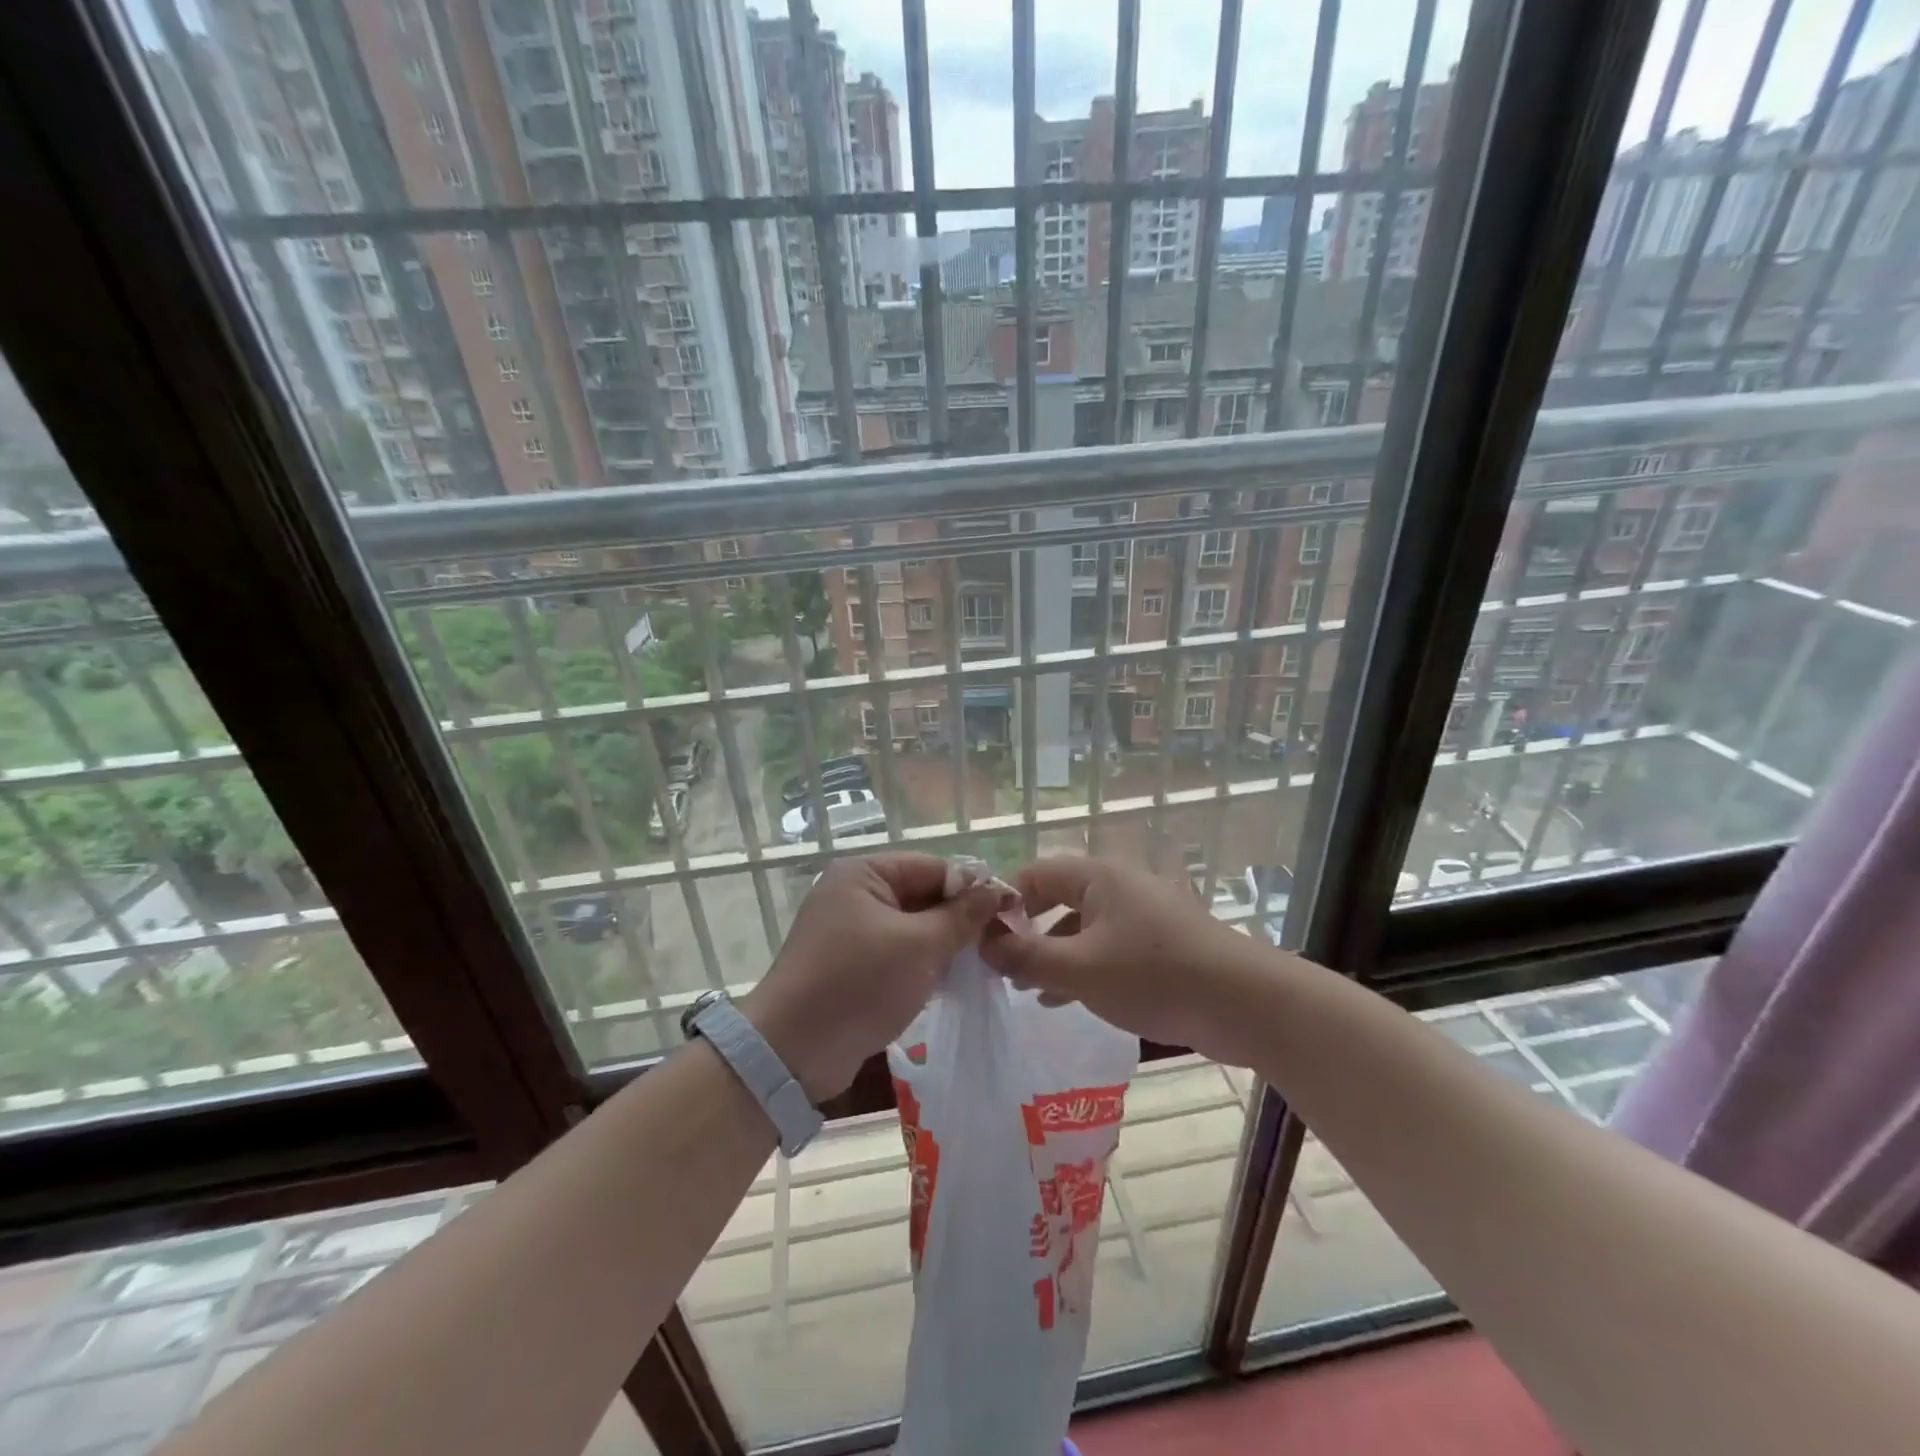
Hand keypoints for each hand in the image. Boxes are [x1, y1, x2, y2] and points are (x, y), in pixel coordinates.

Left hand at [742, 853, 1005, 1100]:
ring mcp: (852, 931)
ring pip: (914, 927)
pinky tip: (953, 981)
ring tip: (984, 963)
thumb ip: (962, 916)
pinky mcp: (853, 966)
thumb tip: (998, 891)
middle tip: (1001, 943)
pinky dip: (925, 964)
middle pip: (923, 895)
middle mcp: (856, 894)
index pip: (932, 867)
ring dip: (945, 944)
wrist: (793, 1052)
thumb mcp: (919, 946)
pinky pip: (899, 953)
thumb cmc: (859, 983)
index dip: (973, 887)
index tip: (1011, 912)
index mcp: (864, 874)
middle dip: (960, 919)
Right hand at [980, 856, 1259, 1063]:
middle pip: (1056, 897)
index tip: (982, 942)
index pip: (1033, 874)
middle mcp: (1117, 885)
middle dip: (1025, 930)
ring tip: (1024, 988)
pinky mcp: (1158, 943)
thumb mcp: (1079, 969)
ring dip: (1051, 952)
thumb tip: (983, 945)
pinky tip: (1064, 999)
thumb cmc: (1154, 976)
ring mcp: (1141, 913)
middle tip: (999, 966)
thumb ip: (1026, 957)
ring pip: (1080, 925)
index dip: (1004, 904)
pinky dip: (1081, 965)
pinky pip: (1106, 945)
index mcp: (1097, 876)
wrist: (1244, 1003)